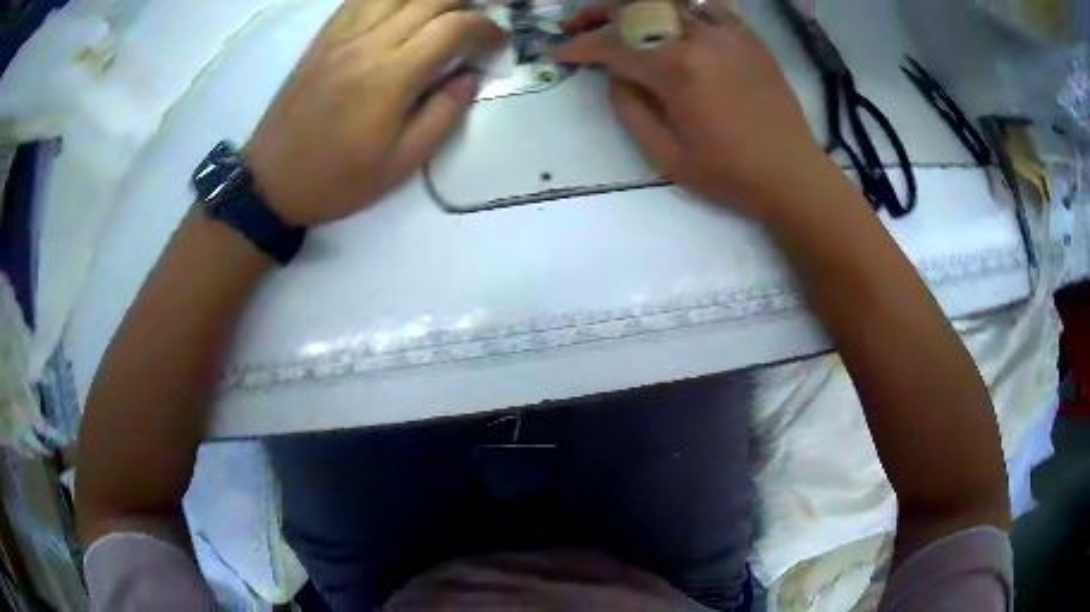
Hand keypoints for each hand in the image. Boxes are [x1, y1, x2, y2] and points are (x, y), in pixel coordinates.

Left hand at [243, 0, 504, 225]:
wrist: (271, 181)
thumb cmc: (336, 180)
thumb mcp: (399, 165)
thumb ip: (442, 117)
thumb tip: (468, 79)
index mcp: (390, 77)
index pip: (453, 28)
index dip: (486, 29)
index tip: (496, 44)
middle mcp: (367, 44)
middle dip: (465, 3)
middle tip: (477, 22)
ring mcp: (341, 36)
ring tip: (443, 12)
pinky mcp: (323, 38)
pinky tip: (401, 8)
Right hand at [555, 2, 823, 218]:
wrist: (792, 174)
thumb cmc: (730, 174)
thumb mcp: (666, 156)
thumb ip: (630, 110)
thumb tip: (614, 76)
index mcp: (677, 70)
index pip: (613, 47)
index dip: (579, 47)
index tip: (558, 51)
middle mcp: (699, 39)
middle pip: (636, 11)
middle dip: (597, 15)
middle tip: (576, 25)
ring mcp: (728, 33)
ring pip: (668, 3)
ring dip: (635, 8)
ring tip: (618, 18)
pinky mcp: (748, 37)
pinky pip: (707, 8)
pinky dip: (681, 9)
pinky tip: (670, 19)